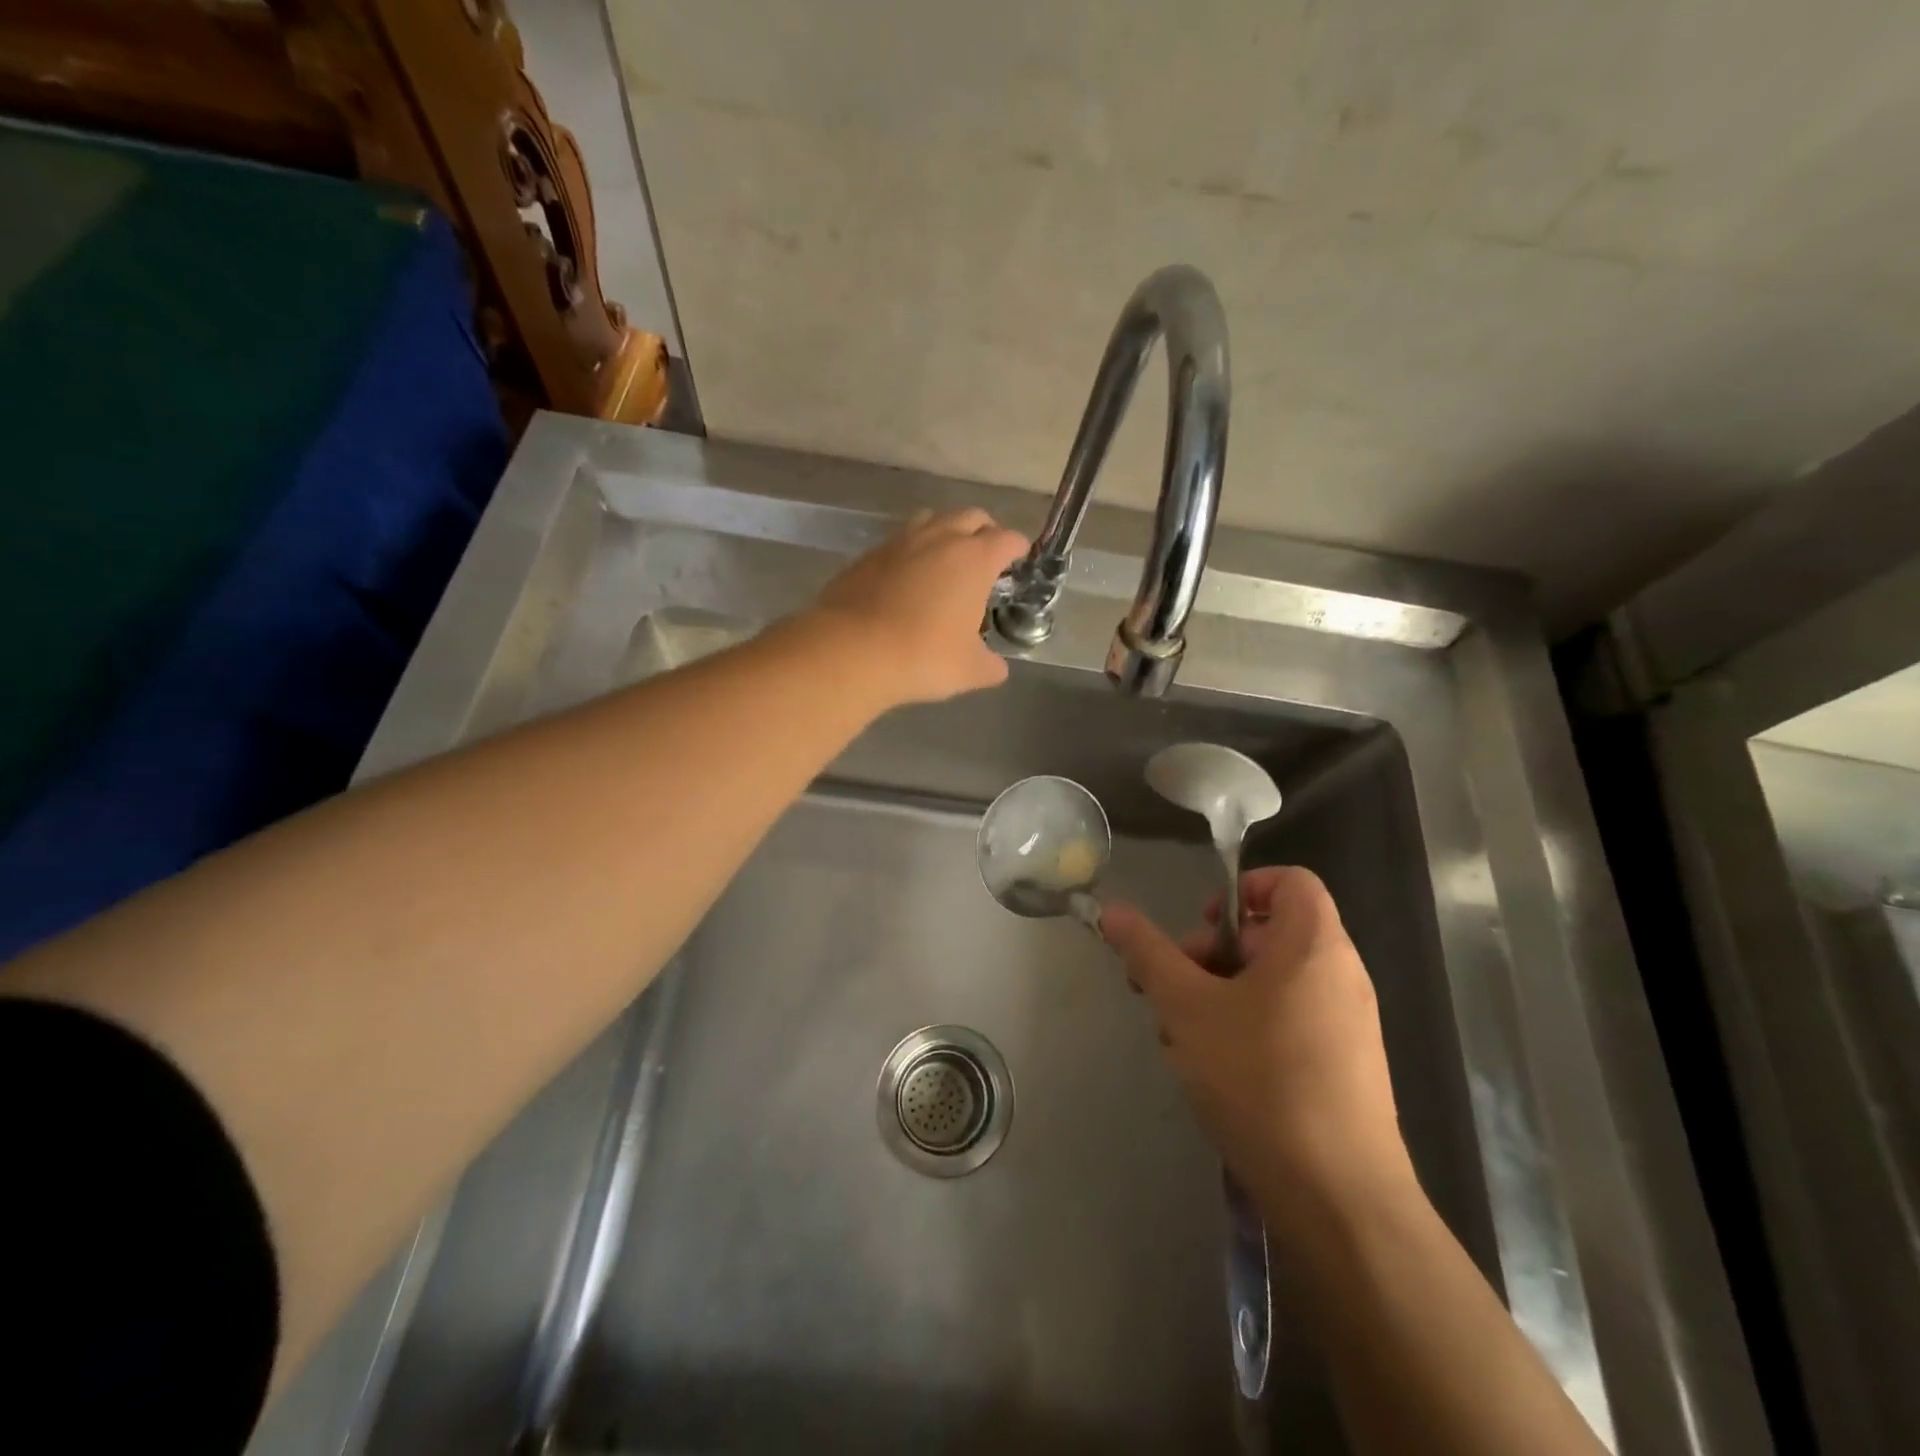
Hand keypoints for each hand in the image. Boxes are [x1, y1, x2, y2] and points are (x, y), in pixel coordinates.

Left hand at [810, 508, 1028, 704]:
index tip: (1019, 559)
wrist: (851, 651)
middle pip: (971, 517)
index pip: (1007, 539)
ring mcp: (900, 542)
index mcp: (974, 559)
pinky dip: (911, 552)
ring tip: (946, 561)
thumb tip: (996, 667)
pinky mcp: (868, 555)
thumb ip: (991, 665)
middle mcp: (940, 538)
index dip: (1018, 548)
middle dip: (984, 532)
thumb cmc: (923, 657)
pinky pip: (899, 542)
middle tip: (986, 558)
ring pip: (932, 520)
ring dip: (945, 533)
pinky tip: (907, 579)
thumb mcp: (970, 670)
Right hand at [1100, 867, 1420, 1245]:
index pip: (1288, 880)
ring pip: (1272, 983)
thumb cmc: (1260, 1079)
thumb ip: (1148, 953)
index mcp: (1314, 945)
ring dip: (1218, 994)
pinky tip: (1212, 1069)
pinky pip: (1288, 1022)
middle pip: (1270, 932)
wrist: (1339, 1200)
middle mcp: (1341, 975)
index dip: (1240, 888)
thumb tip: (1112, 909)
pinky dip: (1246, 1027)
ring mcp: (1348, 1025)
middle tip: (1171, 989)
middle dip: (1210, 951)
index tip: (1199, 927)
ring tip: (1180, 1035)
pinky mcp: (1344, 1069)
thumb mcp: (1187, 1008)